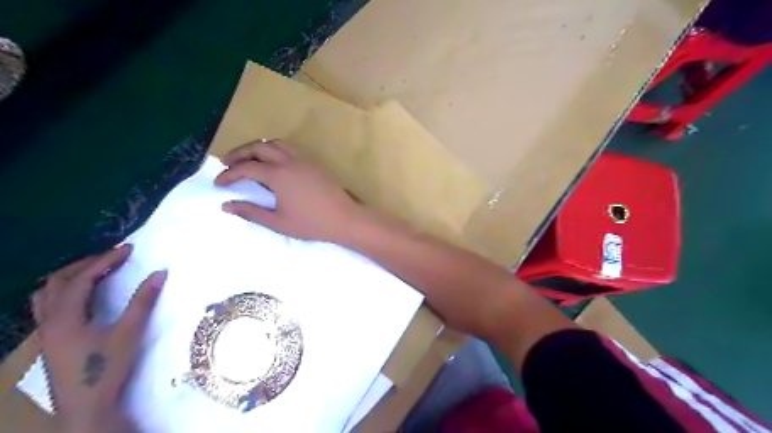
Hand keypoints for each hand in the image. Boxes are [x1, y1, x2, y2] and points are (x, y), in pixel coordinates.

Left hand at [32, 245, 167, 430]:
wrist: (86, 407)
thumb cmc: (106, 368)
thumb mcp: (129, 332)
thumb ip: (143, 301)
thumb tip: (160, 273)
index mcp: (65, 317)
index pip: (82, 278)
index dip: (105, 260)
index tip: (128, 250)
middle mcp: (48, 321)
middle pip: (57, 281)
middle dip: (85, 264)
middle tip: (113, 257)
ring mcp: (45, 333)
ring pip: (46, 294)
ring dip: (70, 277)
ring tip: (95, 271)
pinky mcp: (49, 342)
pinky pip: (49, 306)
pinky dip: (64, 293)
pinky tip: (83, 298)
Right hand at [211, 138, 365, 243]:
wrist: (345, 219)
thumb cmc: (312, 224)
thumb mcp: (278, 222)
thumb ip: (251, 212)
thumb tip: (226, 205)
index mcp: (279, 175)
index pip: (246, 168)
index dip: (229, 174)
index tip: (218, 183)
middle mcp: (290, 161)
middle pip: (258, 147)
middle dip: (239, 153)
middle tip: (227, 164)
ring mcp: (304, 159)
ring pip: (275, 143)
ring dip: (258, 148)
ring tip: (248, 161)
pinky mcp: (314, 163)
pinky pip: (290, 148)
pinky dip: (274, 150)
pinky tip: (273, 164)